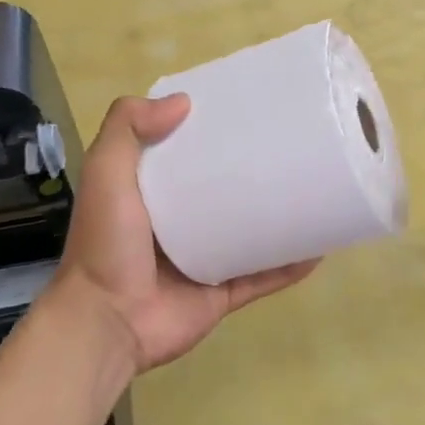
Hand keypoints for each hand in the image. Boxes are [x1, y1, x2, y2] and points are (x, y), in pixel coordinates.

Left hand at [49, 94, 316, 375]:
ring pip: (248, 232)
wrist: (108, 323)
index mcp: (149, 193)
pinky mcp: (220, 293)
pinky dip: (288, 265)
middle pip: (221, 190)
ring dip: (277, 216)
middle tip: (291, 145)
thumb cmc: (107, 243)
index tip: (242, 108)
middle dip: (251, 170)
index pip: (182, 151)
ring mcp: (202, 260)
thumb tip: (184, 101)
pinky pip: (262, 276)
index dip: (207, 130)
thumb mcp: (106, 173)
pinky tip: (319, 248)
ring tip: (314, 191)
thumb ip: (127, 129)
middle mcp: (176, 223)